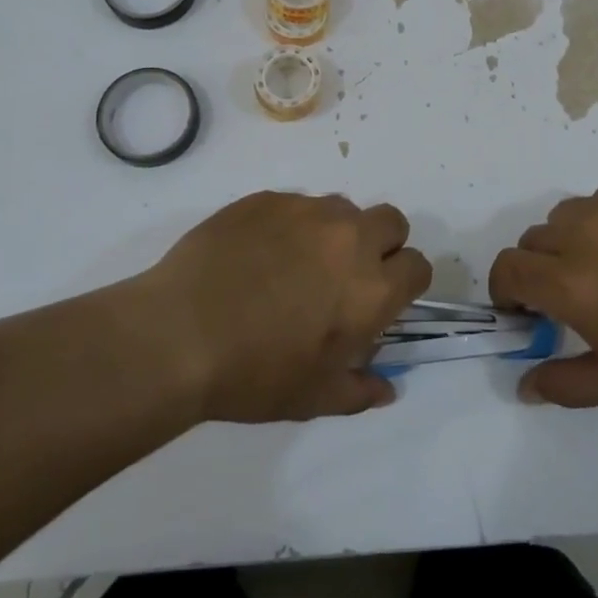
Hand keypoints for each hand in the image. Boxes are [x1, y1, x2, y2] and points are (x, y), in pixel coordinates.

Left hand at [140, 191, 430, 422]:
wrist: (179, 334)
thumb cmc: (254, 374)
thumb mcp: (313, 398)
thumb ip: (360, 390)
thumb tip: (387, 388)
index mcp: (371, 288)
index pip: (418, 266)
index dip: (405, 282)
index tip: (382, 299)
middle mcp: (349, 238)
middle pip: (391, 222)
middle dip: (381, 244)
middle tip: (345, 275)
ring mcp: (306, 211)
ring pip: (342, 208)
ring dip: (334, 232)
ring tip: (295, 263)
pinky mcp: (267, 199)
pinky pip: (295, 204)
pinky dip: (289, 225)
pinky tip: (256, 254)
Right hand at [489, 179, 597, 407]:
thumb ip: (564, 384)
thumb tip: (523, 385)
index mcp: (569, 281)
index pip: (507, 268)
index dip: (505, 290)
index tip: (524, 310)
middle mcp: (582, 232)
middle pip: (534, 239)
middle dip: (539, 268)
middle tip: (571, 295)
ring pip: (567, 215)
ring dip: (571, 240)